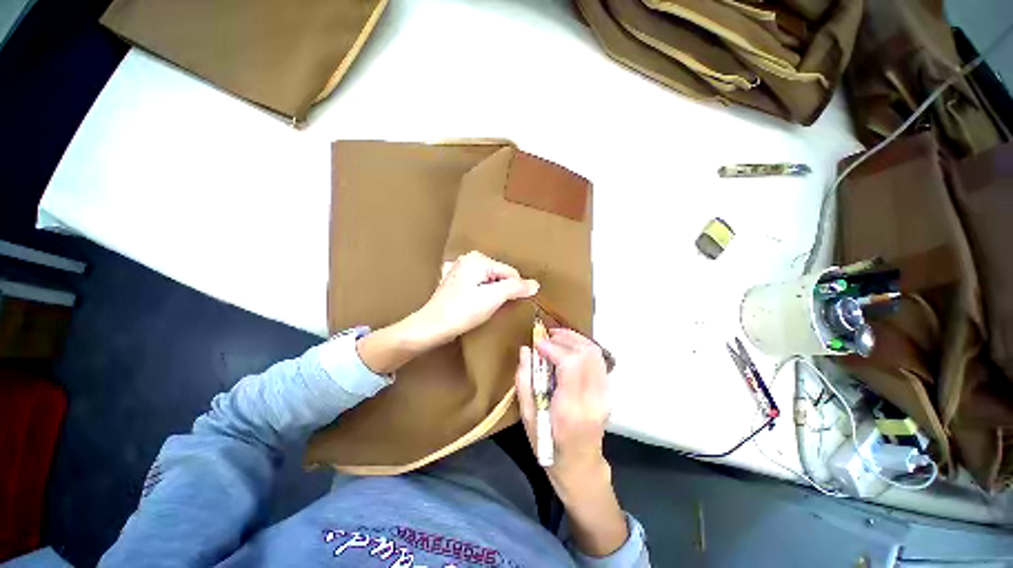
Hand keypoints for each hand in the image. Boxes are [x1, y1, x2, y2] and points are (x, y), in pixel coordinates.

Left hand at [405, 251, 538, 350]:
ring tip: (483, 307)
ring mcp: (461, 269)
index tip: (506, 305)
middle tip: (492, 307)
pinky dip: (482, 294)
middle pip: (500, 275)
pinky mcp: (456, 280)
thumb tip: (535, 284)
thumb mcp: (493, 298)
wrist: (432, 327)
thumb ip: (515, 288)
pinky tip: (475, 305)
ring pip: (490, 281)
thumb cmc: (462, 312)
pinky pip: (479, 284)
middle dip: (502, 291)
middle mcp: (469, 259)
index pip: (510, 273)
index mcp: (478, 259)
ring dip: (493, 294)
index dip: (514, 290)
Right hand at [514, 328, 626, 556]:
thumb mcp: (528, 418)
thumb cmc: (548, 446)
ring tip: (557, 337)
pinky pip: (598, 361)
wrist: (580, 466)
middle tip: (547, 336)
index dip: (554, 347)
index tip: (537, 343)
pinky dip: (583, 347)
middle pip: (588, 353)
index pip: (571, 364)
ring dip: (576, 339)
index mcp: (570, 409)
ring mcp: (604, 395)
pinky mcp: (607, 392)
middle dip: (566, 337)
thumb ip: (524, 381)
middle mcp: (593, 399)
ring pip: (596, 354)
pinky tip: (569, 348)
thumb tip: (526, 350)